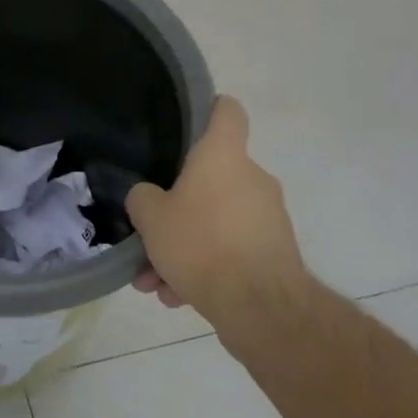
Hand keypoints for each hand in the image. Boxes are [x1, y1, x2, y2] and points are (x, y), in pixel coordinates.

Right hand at [125, 96, 308, 325]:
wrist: (261, 308)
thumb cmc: (201, 244)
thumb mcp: (150, 218)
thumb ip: (142, 198)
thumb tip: (148, 197)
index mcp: (223, 156)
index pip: (226, 111)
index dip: (208, 108)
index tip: (187, 122)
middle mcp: (251, 178)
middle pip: (210, 178)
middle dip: (176, 210)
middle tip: (149, 234)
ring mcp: (267, 217)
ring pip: (215, 222)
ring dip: (185, 247)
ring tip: (156, 282)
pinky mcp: (275, 252)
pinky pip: (230, 251)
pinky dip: (206, 269)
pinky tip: (178, 297)